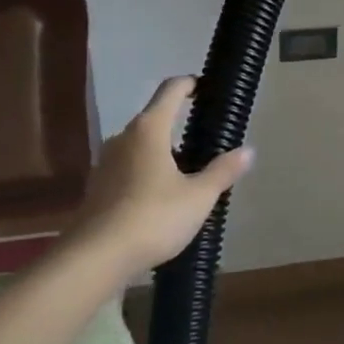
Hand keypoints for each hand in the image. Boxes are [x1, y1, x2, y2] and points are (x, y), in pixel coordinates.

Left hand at [63, 76, 251, 280]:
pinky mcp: (97, 189)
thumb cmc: (152, 218)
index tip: (205, 87)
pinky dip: (146, 173)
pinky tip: (161, 198)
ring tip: (187, 171)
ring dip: (162, 151)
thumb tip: (248, 151)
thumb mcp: (198, 197)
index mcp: (149, 129)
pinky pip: (128, 168)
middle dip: (178, 123)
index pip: (170, 90)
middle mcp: (123, 138)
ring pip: (140, 145)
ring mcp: (105, 163)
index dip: (190, 84)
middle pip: (154, 118)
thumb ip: (223, 171)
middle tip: (205, 140)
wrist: (94, 259)